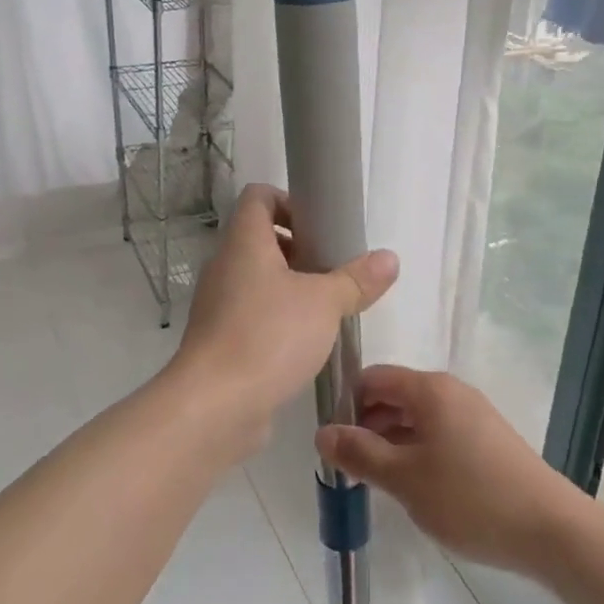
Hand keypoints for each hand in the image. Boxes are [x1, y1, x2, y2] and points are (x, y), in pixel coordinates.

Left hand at [167, 184, 396, 455]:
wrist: (214, 406)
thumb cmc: (269, 336)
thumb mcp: (324, 303)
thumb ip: (357, 279)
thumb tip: (389, 258)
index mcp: (244, 242)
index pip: (258, 197)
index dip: (289, 202)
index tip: (322, 227)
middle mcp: (225, 265)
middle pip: (261, 238)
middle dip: (300, 249)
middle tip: (334, 270)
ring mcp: (218, 304)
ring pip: (257, 279)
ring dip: (291, 286)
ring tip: (328, 308)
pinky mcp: (220, 339)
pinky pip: (251, 313)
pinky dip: (277, 318)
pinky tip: (306, 341)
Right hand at [315, 366, 581, 573]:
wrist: (550, 530)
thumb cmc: (470, 498)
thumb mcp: (404, 479)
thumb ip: (360, 453)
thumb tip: (322, 432)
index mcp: (429, 389)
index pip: (373, 378)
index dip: (347, 404)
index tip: (333, 442)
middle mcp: (450, 391)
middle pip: (394, 395)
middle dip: (367, 425)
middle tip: (350, 466)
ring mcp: (472, 414)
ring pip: (416, 417)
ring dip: (391, 441)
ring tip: (377, 480)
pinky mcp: (486, 439)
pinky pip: (438, 432)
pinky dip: (416, 450)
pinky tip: (413, 485)